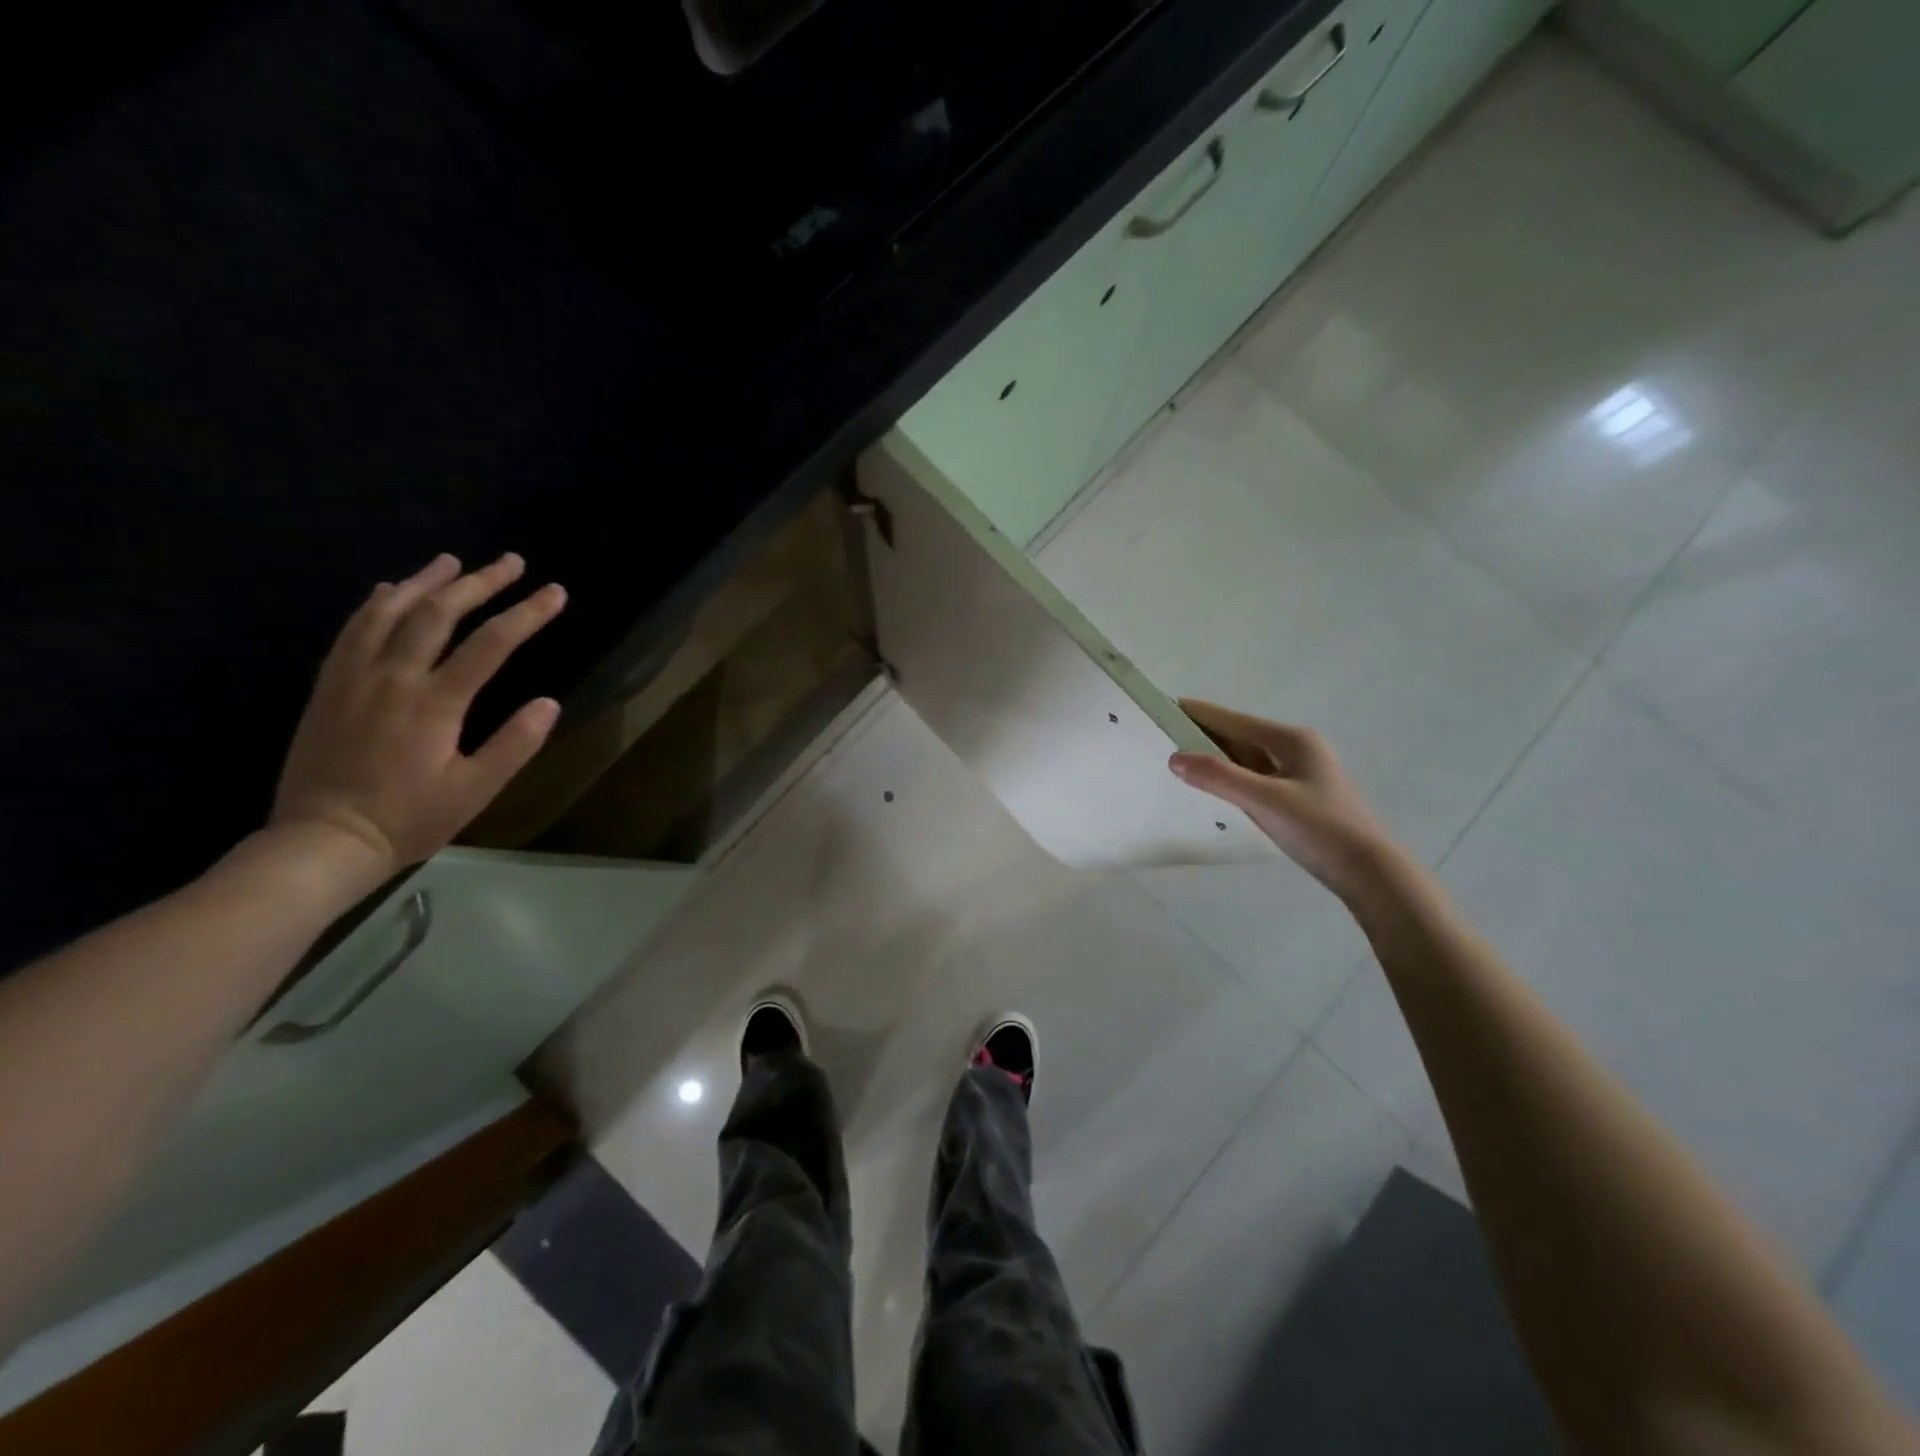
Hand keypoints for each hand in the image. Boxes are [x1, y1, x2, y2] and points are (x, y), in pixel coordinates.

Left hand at [271, 553, 566, 873]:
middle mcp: (393, 677)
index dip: (527, 614)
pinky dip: (376, 603)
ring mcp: (355, 677)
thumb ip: (514, 745)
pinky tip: (389, 590)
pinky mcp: (330, 686)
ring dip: (426, 582)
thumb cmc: (409, 819)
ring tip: (453, 561)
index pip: (491, 644)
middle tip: (511, 562)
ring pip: (390, 612)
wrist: (323, 839)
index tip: (555, 592)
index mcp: (435, 703)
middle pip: (439, 614)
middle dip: (480, 583)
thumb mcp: (475, 791)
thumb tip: (549, 703)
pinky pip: (353, 630)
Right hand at [1169, 700, 1399, 901]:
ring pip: (1246, 758)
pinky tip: (1213, 786)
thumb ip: (1219, 777)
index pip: (1233, 720)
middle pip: (1239, 736)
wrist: (1367, 871)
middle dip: (1203, 736)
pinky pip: (1254, 777)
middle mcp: (1296, 749)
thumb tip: (1174, 758)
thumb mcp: (1264, 801)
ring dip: (1216, 758)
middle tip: (1162, 736)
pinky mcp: (1296, 795)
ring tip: (1179, 759)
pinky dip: (1230, 777)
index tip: (1165, 706)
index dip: (1199, 714)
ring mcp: (1298, 773)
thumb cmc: (1319, 828)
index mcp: (1291, 740)